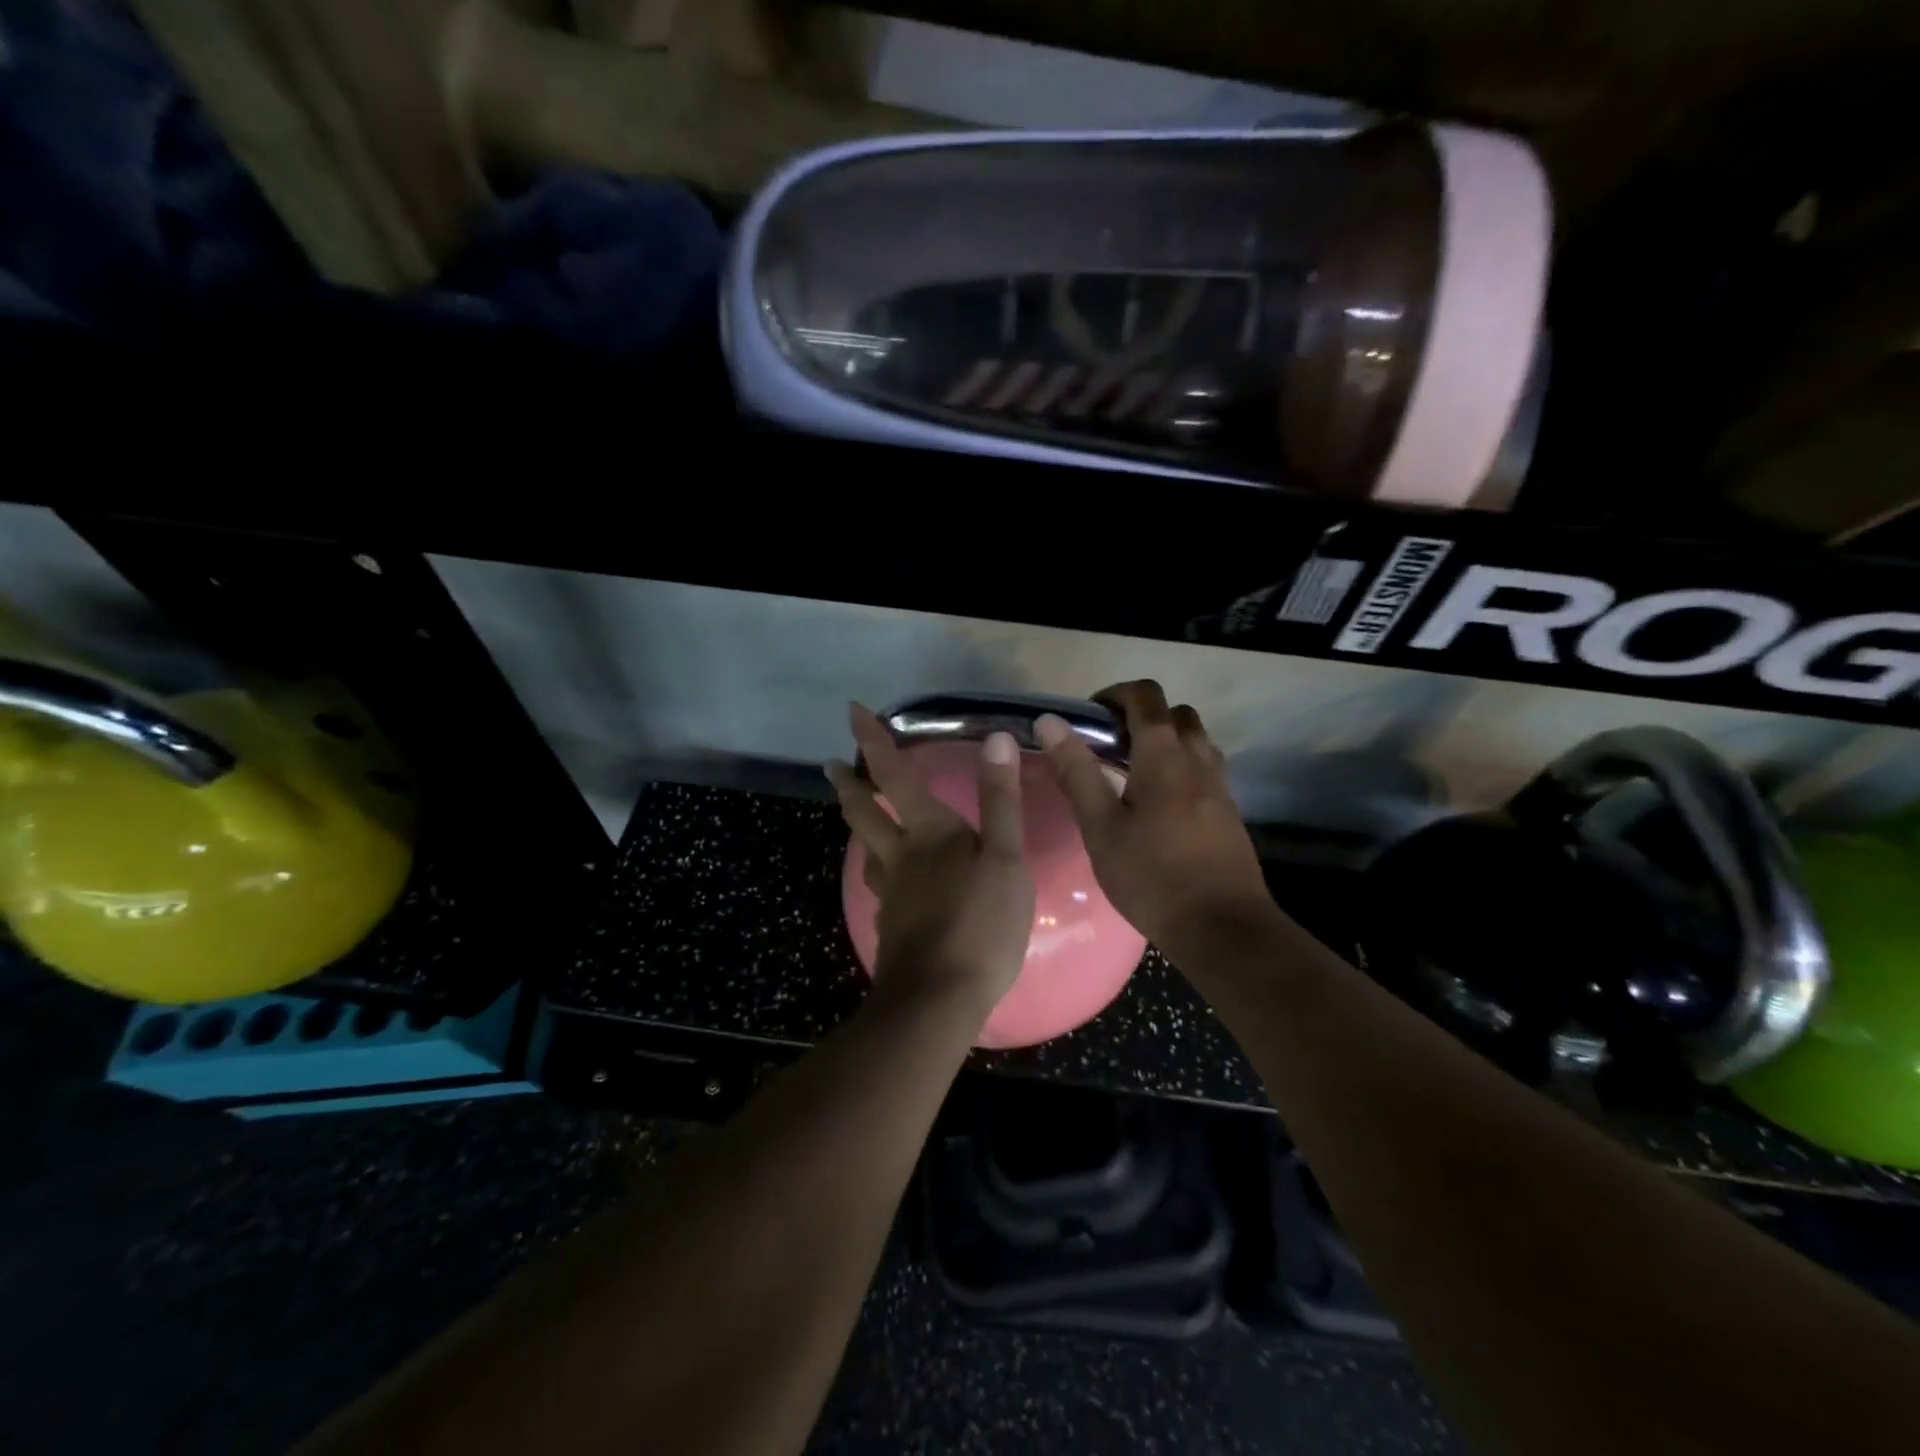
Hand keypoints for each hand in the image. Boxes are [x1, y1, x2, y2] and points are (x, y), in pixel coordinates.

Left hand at [826, 704, 1035, 1020]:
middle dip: (848, 785)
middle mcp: (899, 857)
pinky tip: (890, 879)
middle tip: (831, 767)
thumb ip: (1001, 801)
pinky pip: (880, 884)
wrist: (938, 1000)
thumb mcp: (1006, 859)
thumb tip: (997, 740)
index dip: (872, 741)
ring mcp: (891, 894)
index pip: (894, 775)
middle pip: (864, 813)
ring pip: (867, 849)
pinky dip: (879, 868)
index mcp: (927, 833)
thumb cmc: (980, 924)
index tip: (851, 711)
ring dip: (857, 824)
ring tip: (857, 815)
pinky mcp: (892, 926)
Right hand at [1035, 680, 1274, 953]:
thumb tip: (1050, 722)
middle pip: (1177, 714)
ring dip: (1167, 741)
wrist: (1222, 928)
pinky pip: (1206, 769)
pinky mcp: (1229, 812)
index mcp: (1164, 756)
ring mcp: (1220, 786)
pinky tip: (1159, 805)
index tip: (1090, 715)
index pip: (1146, 697)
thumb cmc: (1151, 877)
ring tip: (1133, 773)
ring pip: (1196, 741)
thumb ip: (1077, 772)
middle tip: (1110, 743)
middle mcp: (1199, 760)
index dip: (1116, 693)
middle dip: (1143, 715)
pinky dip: (1182, 767)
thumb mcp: (1101, 827)